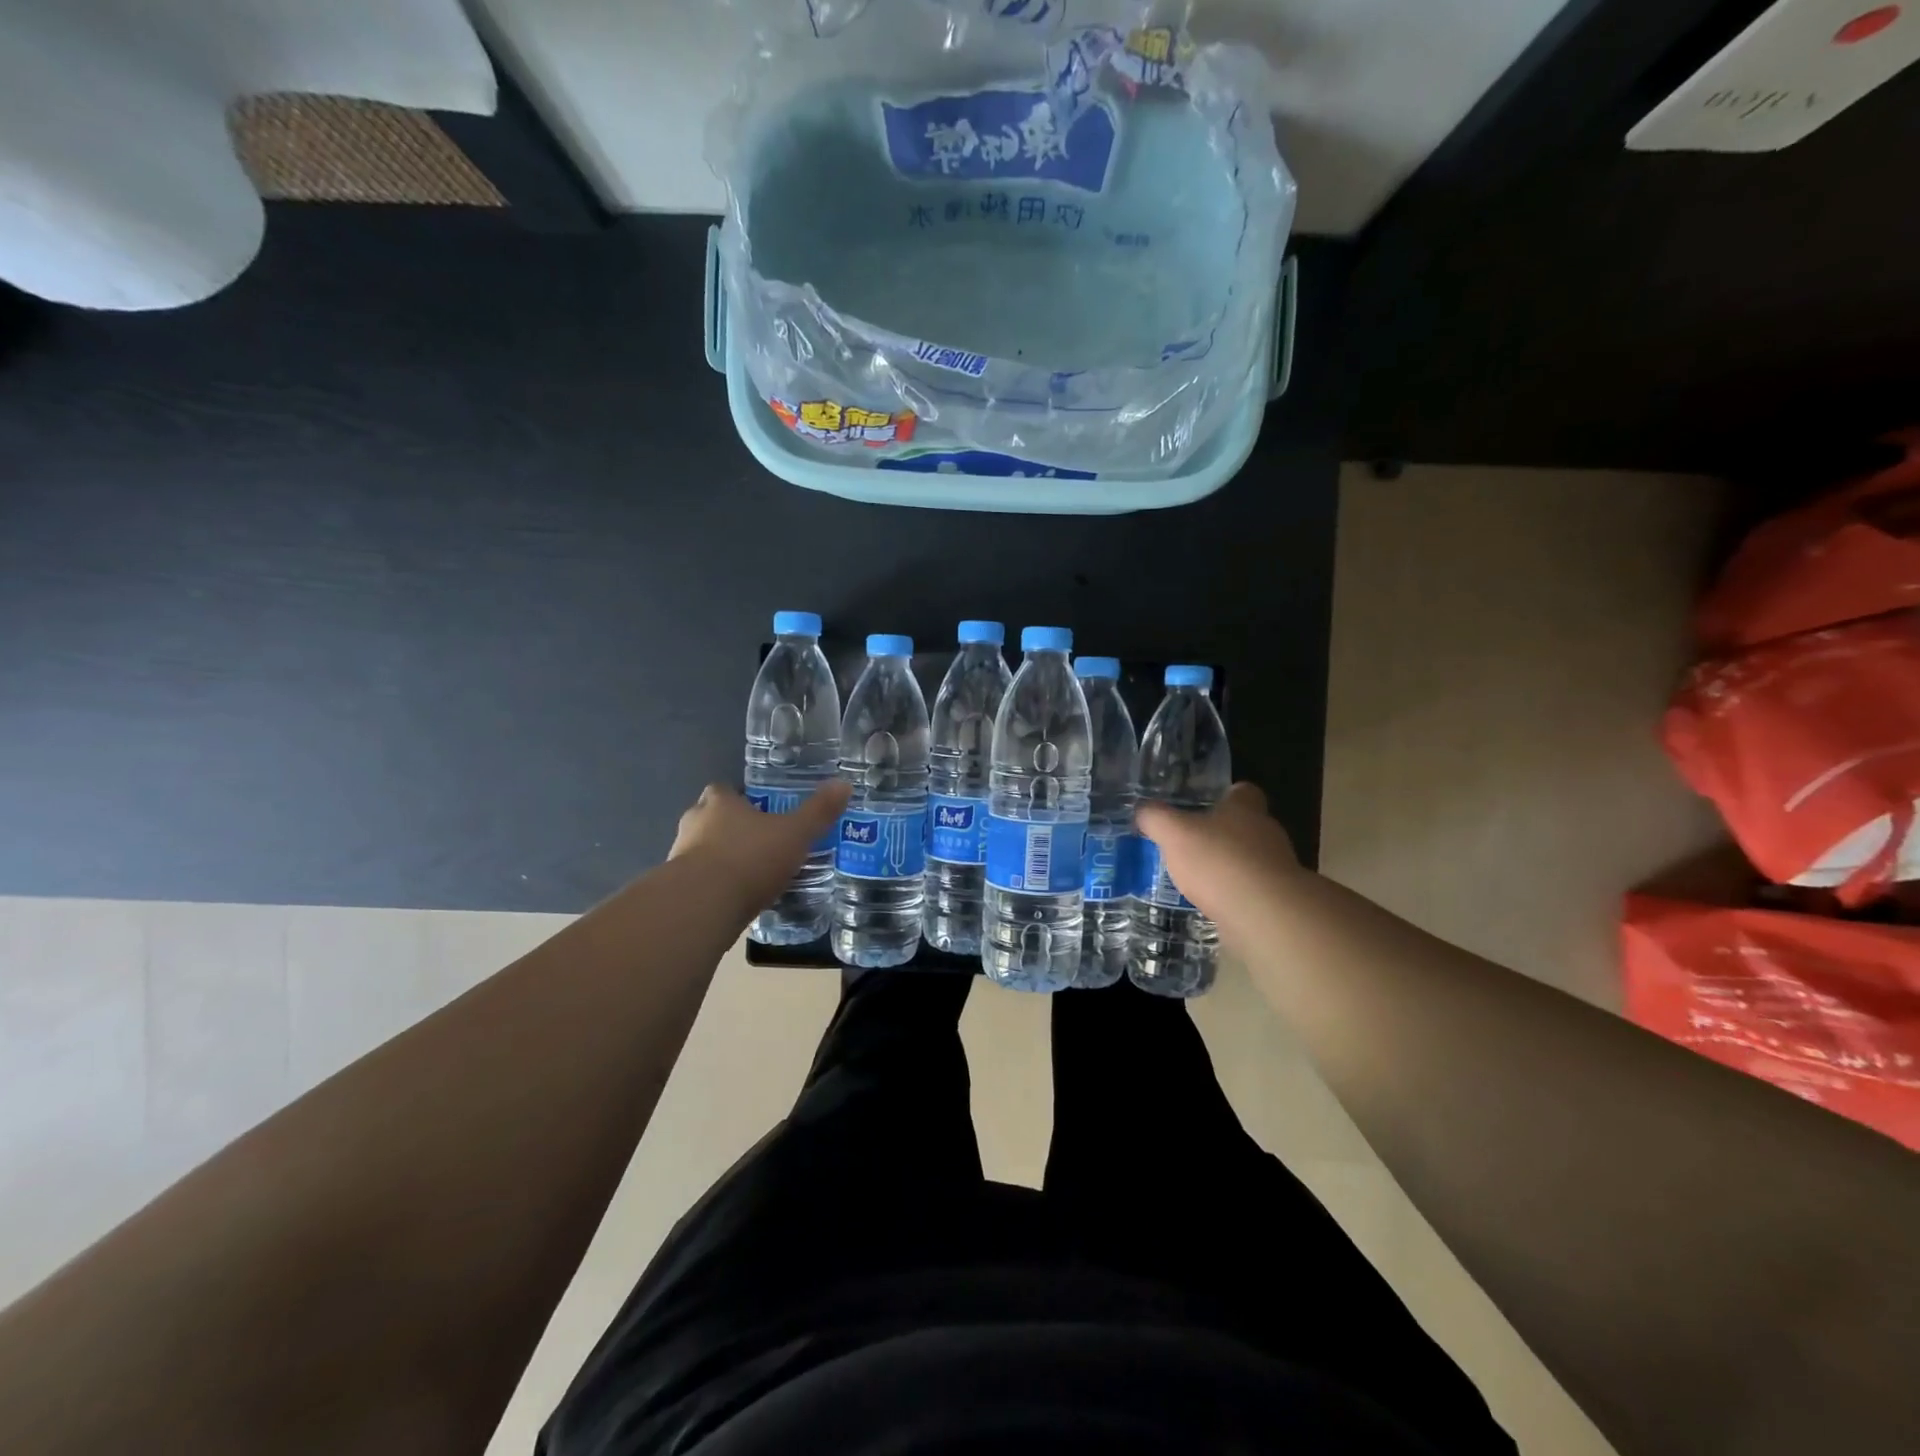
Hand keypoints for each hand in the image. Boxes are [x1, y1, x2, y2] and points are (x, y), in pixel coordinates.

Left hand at [669, 781, 850, 918]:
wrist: (701, 907)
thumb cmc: (749, 859)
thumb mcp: (795, 834)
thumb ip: (818, 812)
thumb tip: (844, 784)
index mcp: (719, 801)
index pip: (726, 790)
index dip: (743, 798)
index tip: (761, 811)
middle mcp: (694, 822)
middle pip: (712, 818)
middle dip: (731, 829)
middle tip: (760, 842)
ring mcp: (679, 856)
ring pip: (702, 850)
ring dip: (721, 859)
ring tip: (751, 875)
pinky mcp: (676, 889)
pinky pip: (699, 881)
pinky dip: (714, 887)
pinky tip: (735, 900)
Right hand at [1135, 782, 1300, 936]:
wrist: (1263, 914)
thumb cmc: (1218, 860)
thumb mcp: (1174, 833)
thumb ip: (1156, 818)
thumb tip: (1143, 810)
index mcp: (1245, 809)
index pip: (1243, 792)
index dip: (1225, 796)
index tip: (1204, 805)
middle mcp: (1266, 833)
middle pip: (1246, 826)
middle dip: (1221, 834)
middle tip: (1191, 843)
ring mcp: (1276, 868)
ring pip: (1249, 860)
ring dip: (1227, 867)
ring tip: (1195, 878)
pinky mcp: (1276, 901)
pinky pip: (1250, 891)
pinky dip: (1233, 895)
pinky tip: (1210, 905)